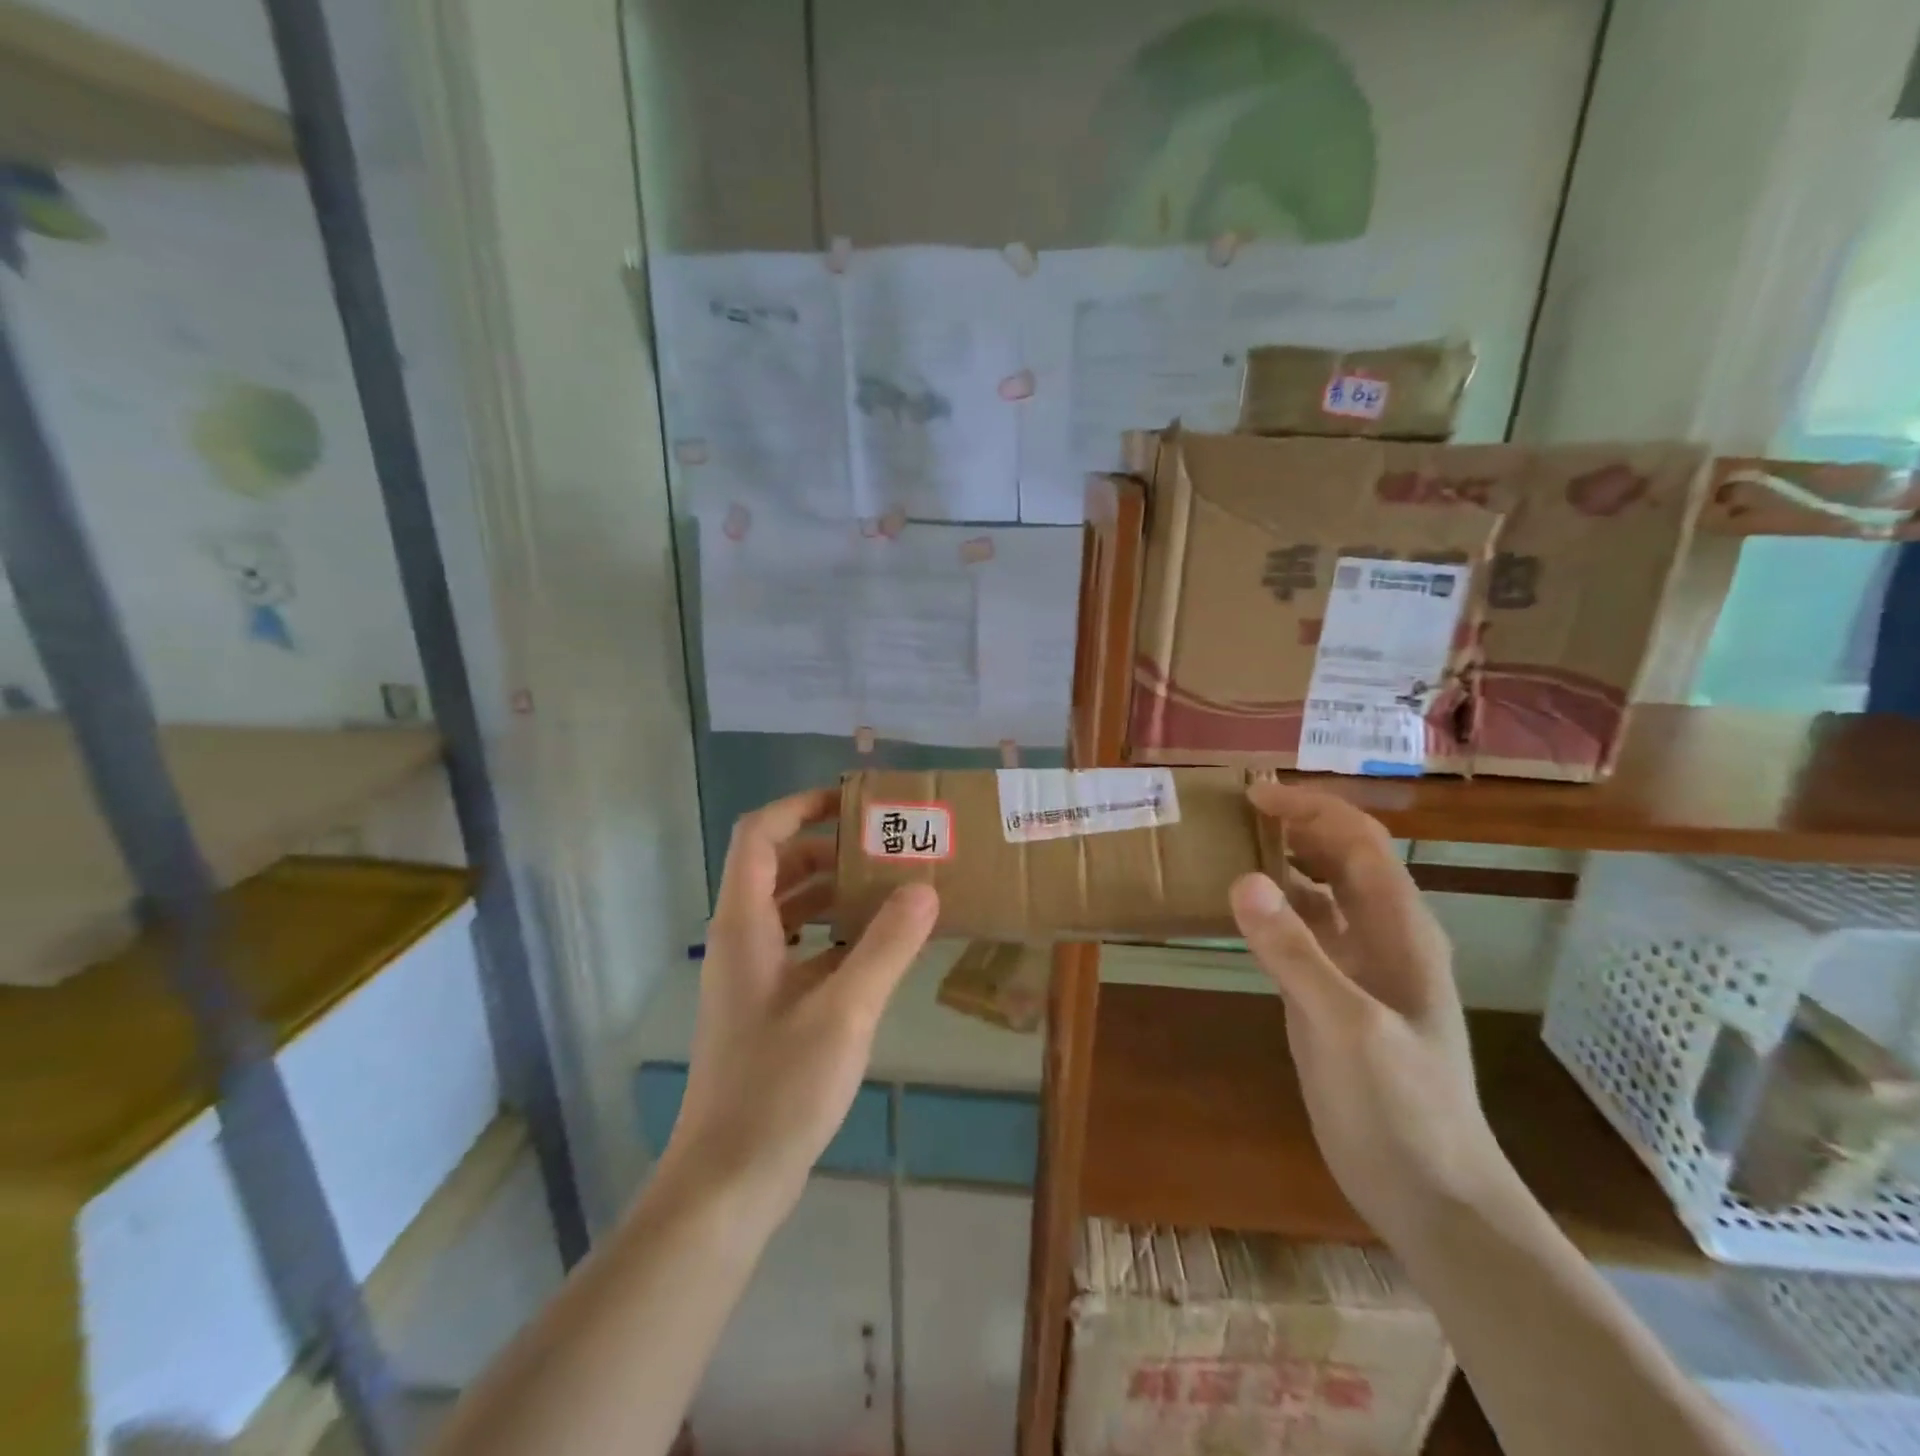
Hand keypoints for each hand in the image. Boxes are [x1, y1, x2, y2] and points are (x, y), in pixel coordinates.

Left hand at [661, 788, 937, 1226]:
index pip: (760, 835)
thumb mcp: (844, 1012)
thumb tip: (924, 888)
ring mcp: (752, 975)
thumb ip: (886, 946)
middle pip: (779, 866)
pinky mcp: (767, 1006)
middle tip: (889, 847)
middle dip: (831, 848)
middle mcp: (742, 939)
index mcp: (744, 925)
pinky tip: (878, 948)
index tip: (854, 803)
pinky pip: (802, 946)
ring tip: (893, 888)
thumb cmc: (778, 1089)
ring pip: (791, 908)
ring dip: (836, 890)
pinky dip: (835, 932)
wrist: (727, 1183)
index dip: (801, 806)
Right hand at [1229, 781, 1512, 1252]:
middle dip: (1296, 824)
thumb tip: (1242, 879)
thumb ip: (1294, 952)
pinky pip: (1304, 932)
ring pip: (1322, 892)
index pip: (1359, 842)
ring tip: (1229, 844)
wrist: (1427, 1191)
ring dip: (1284, 861)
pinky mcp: (1334, 994)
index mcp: (1400, 929)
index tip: (1254, 794)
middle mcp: (1382, 935)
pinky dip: (1275, 909)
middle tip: (1233, 810)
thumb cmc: (1399, 1106)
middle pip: (1342, 857)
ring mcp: (1359, 967)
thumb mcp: (1345, 1026)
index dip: (1311, 809)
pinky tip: (1239, 910)